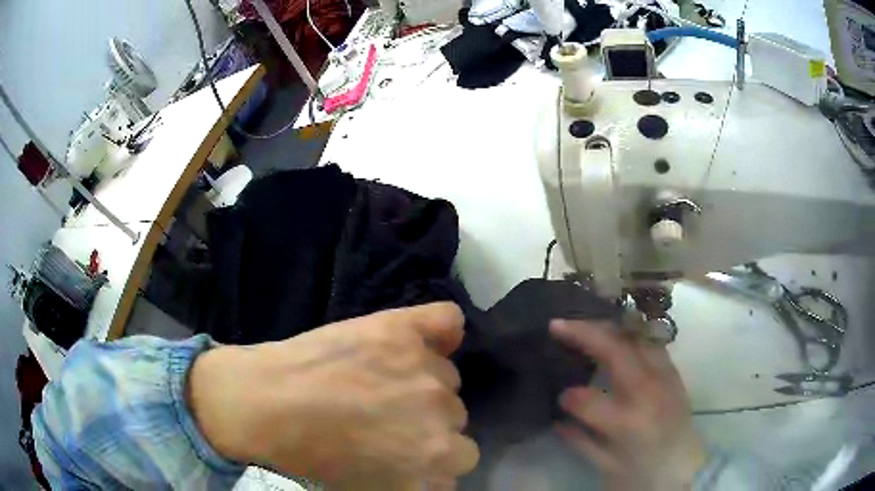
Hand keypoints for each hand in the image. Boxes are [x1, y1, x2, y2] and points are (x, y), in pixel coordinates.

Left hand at [188, 303, 478, 484]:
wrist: (264, 406)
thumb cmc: (312, 457)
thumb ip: (419, 484)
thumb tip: (435, 473)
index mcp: (437, 457)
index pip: (458, 457)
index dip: (428, 454)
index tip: (404, 450)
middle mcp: (444, 413)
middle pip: (454, 416)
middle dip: (425, 420)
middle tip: (385, 416)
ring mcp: (423, 367)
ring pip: (447, 377)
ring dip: (422, 381)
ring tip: (379, 380)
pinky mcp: (399, 329)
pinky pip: (446, 320)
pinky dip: (442, 328)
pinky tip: (426, 336)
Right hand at [550, 320, 706, 490]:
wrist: (686, 467)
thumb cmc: (644, 472)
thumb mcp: (608, 466)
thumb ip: (581, 441)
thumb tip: (557, 420)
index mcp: (629, 423)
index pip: (589, 401)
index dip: (570, 397)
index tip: (560, 396)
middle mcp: (649, 391)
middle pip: (617, 349)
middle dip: (584, 332)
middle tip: (558, 325)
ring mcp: (665, 376)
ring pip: (636, 336)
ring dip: (608, 326)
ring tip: (587, 323)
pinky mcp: (674, 372)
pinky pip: (651, 342)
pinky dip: (631, 333)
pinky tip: (618, 333)